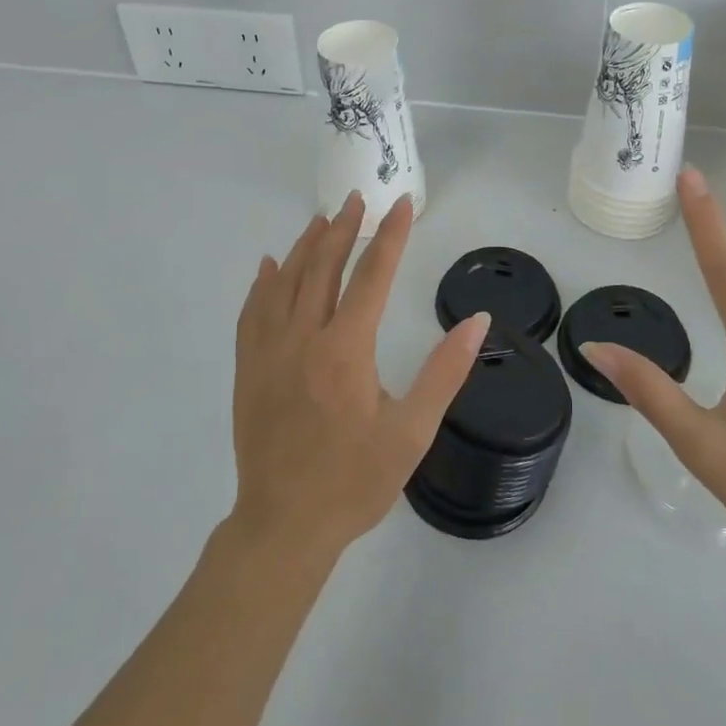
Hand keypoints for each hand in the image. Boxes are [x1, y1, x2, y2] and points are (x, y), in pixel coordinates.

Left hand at [229, 191, 491, 564]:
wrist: (284, 526)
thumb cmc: (355, 481)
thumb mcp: (412, 431)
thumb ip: (445, 372)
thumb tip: (478, 321)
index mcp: (345, 349)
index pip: (372, 276)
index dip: (390, 236)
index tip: (402, 203)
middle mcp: (303, 338)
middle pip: (323, 267)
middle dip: (344, 228)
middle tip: (359, 199)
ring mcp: (268, 352)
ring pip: (285, 282)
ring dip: (305, 246)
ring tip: (322, 219)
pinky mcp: (247, 369)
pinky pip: (252, 312)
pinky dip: (262, 283)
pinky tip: (269, 266)